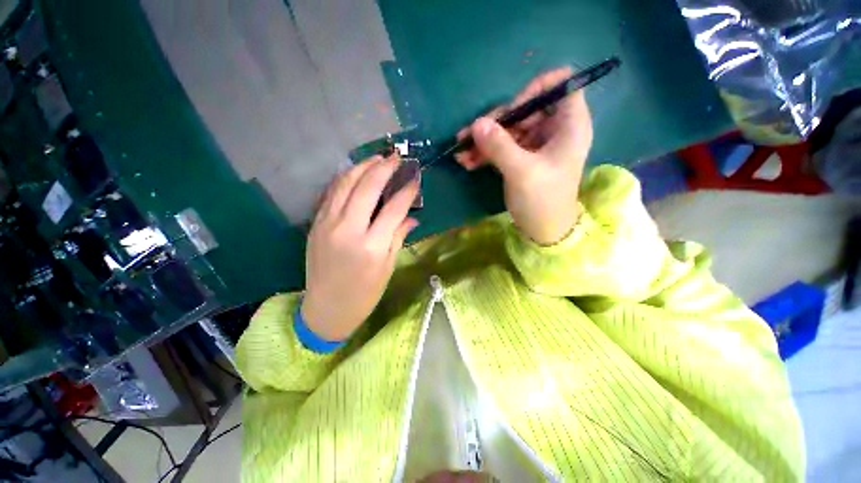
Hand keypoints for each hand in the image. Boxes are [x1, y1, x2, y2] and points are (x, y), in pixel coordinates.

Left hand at [302, 155, 419, 340]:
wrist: (326, 309)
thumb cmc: (364, 294)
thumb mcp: (388, 268)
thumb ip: (398, 237)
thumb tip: (411, 217)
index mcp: (371, 246)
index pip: (394, 208)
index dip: (407, 190)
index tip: (416, 177)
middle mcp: (348, 230)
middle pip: (367, 188)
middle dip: (384, 168)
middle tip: (396, 158)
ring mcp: (327, 224)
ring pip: (345, 184)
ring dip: (362, 167)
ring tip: (377, 158)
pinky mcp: (316, 224)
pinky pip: (331, 194)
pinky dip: (344, 179)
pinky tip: (355, 173)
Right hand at [456, 67, 592, 244]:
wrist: (543, 230)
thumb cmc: (542, 200)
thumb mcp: (521, 171)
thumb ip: (499, 145)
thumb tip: (477, 123)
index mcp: (569, 125)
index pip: (561, 84)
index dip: (535, 90)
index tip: (512, 111)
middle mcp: (554, 130)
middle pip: (525, 110)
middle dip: (496, 123)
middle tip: (470, 136)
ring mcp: (536, 145)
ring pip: (510, 130)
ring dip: (484, 140)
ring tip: (461, 152)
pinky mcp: (523, 158)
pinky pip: (504, 147)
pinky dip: (486, 153)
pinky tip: (467, 162)